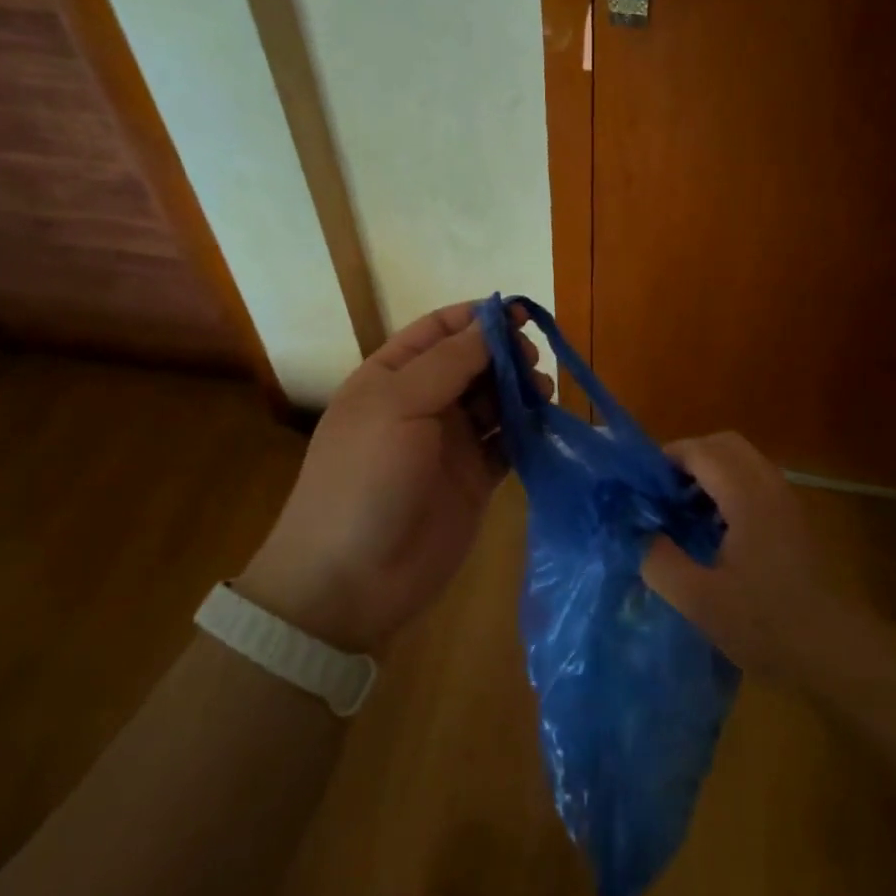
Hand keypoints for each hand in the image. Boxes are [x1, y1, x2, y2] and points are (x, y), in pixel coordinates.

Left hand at [238, 301, 549, 655]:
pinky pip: (508, 442)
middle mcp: (423, 403)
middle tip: (533, 362)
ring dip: (521, 389)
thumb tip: (492, 322)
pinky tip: (544, 425)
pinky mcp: (476, 479)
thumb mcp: (398, 406)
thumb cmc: (364, 479)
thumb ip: (449, 362)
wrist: (351, 581)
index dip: (479, 317)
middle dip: (506, 354)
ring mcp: (450, 443)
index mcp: (392, 376)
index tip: (522, 315)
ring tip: (542, 393)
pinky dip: (528, 430)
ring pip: (496, 399)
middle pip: (475, 362)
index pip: (440, 330)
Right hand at [641, 432, 849, 678]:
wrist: (835, 651)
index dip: (667, 458)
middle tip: (662, 493)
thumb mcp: (699, 600)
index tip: (641, 486)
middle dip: (689, 458)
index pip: (701, 451)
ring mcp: (787, 500)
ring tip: (682, 511)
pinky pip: (755, 481)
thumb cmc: (765, 624)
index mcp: (747, 496)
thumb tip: (636, 532)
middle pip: (724, 444)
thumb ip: (659, 561)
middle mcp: (770, 486)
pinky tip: (713, 530)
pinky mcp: (794, 518)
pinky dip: (728, 487)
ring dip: (709, 472)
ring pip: (742, 461)